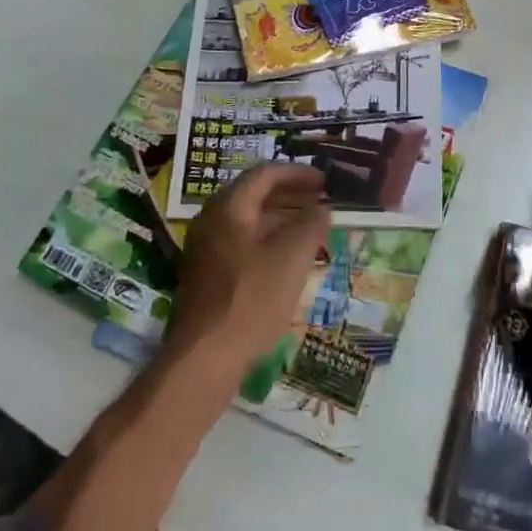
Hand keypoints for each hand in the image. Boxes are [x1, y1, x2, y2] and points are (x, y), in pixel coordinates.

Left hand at [165, 163, 331, 380]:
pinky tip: (289, 258)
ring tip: (312, 227)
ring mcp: (206, 248)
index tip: (326, 182)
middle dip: (291, 194)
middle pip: (255, 194)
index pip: (266, 173)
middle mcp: (211, 219)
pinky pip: (242, 243)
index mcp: (229, 206)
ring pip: (249, 221)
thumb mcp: (293, 255)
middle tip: (322, 201)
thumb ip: (312, 223)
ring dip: (282, 218)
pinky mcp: (207, 274)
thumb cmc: (252, 297)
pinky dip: (269, 239)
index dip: (299, 173)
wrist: (206, 357)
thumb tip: (322, 208)